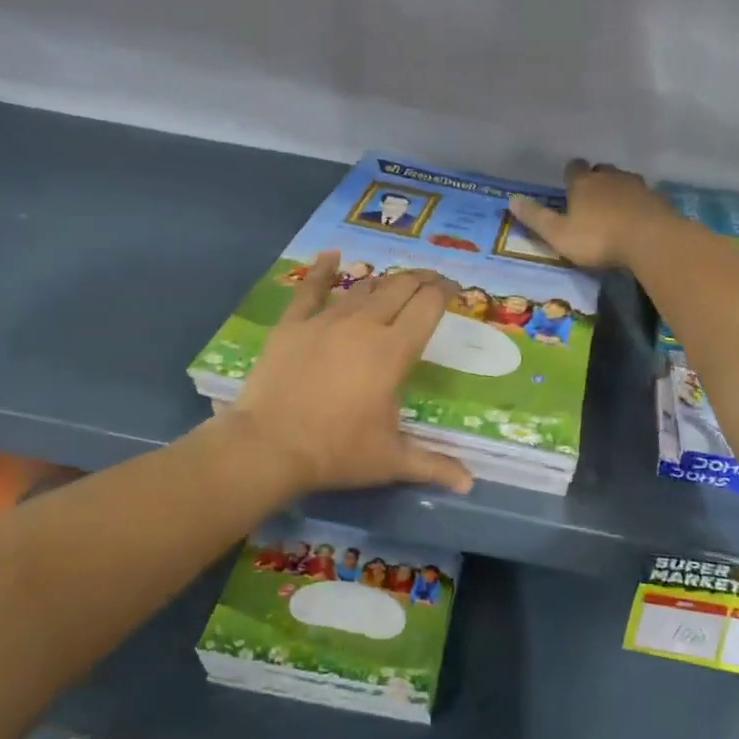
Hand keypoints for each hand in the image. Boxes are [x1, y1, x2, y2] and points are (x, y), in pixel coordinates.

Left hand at [224, 251, 474, 497]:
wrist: (268, 446)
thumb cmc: (335, 452)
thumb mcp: (390, 461)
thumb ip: (433, 465)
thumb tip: (470, 484)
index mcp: (393, 351)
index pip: (427, 306)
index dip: (446, 292)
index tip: (456, 291)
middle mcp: (364, 325)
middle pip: (400, 288)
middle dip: (422, 279)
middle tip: (434, 280)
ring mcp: (325, 320)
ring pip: (363, 288)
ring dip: (386, 281)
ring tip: (398, 280)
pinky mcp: (293, 324)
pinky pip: (310, 290)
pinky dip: (322, 270)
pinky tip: (331, 255)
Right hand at [507, 159, 673, 268]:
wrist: (650, 240)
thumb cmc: (598, 238)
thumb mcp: (559, 234)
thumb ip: (536, 218)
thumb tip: (511, 200)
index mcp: (583, 183)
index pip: (573, 168)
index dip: (570, 174)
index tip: (569, 183)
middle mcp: (609, 177)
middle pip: (600, 170)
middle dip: (595, 179)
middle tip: (591, 197)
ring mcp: (636, 185)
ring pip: (623, 180)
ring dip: (617, 190)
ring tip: (614, 208)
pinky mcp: (657, 199)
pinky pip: (643, 196)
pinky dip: (637, 203)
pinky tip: (636, 218)